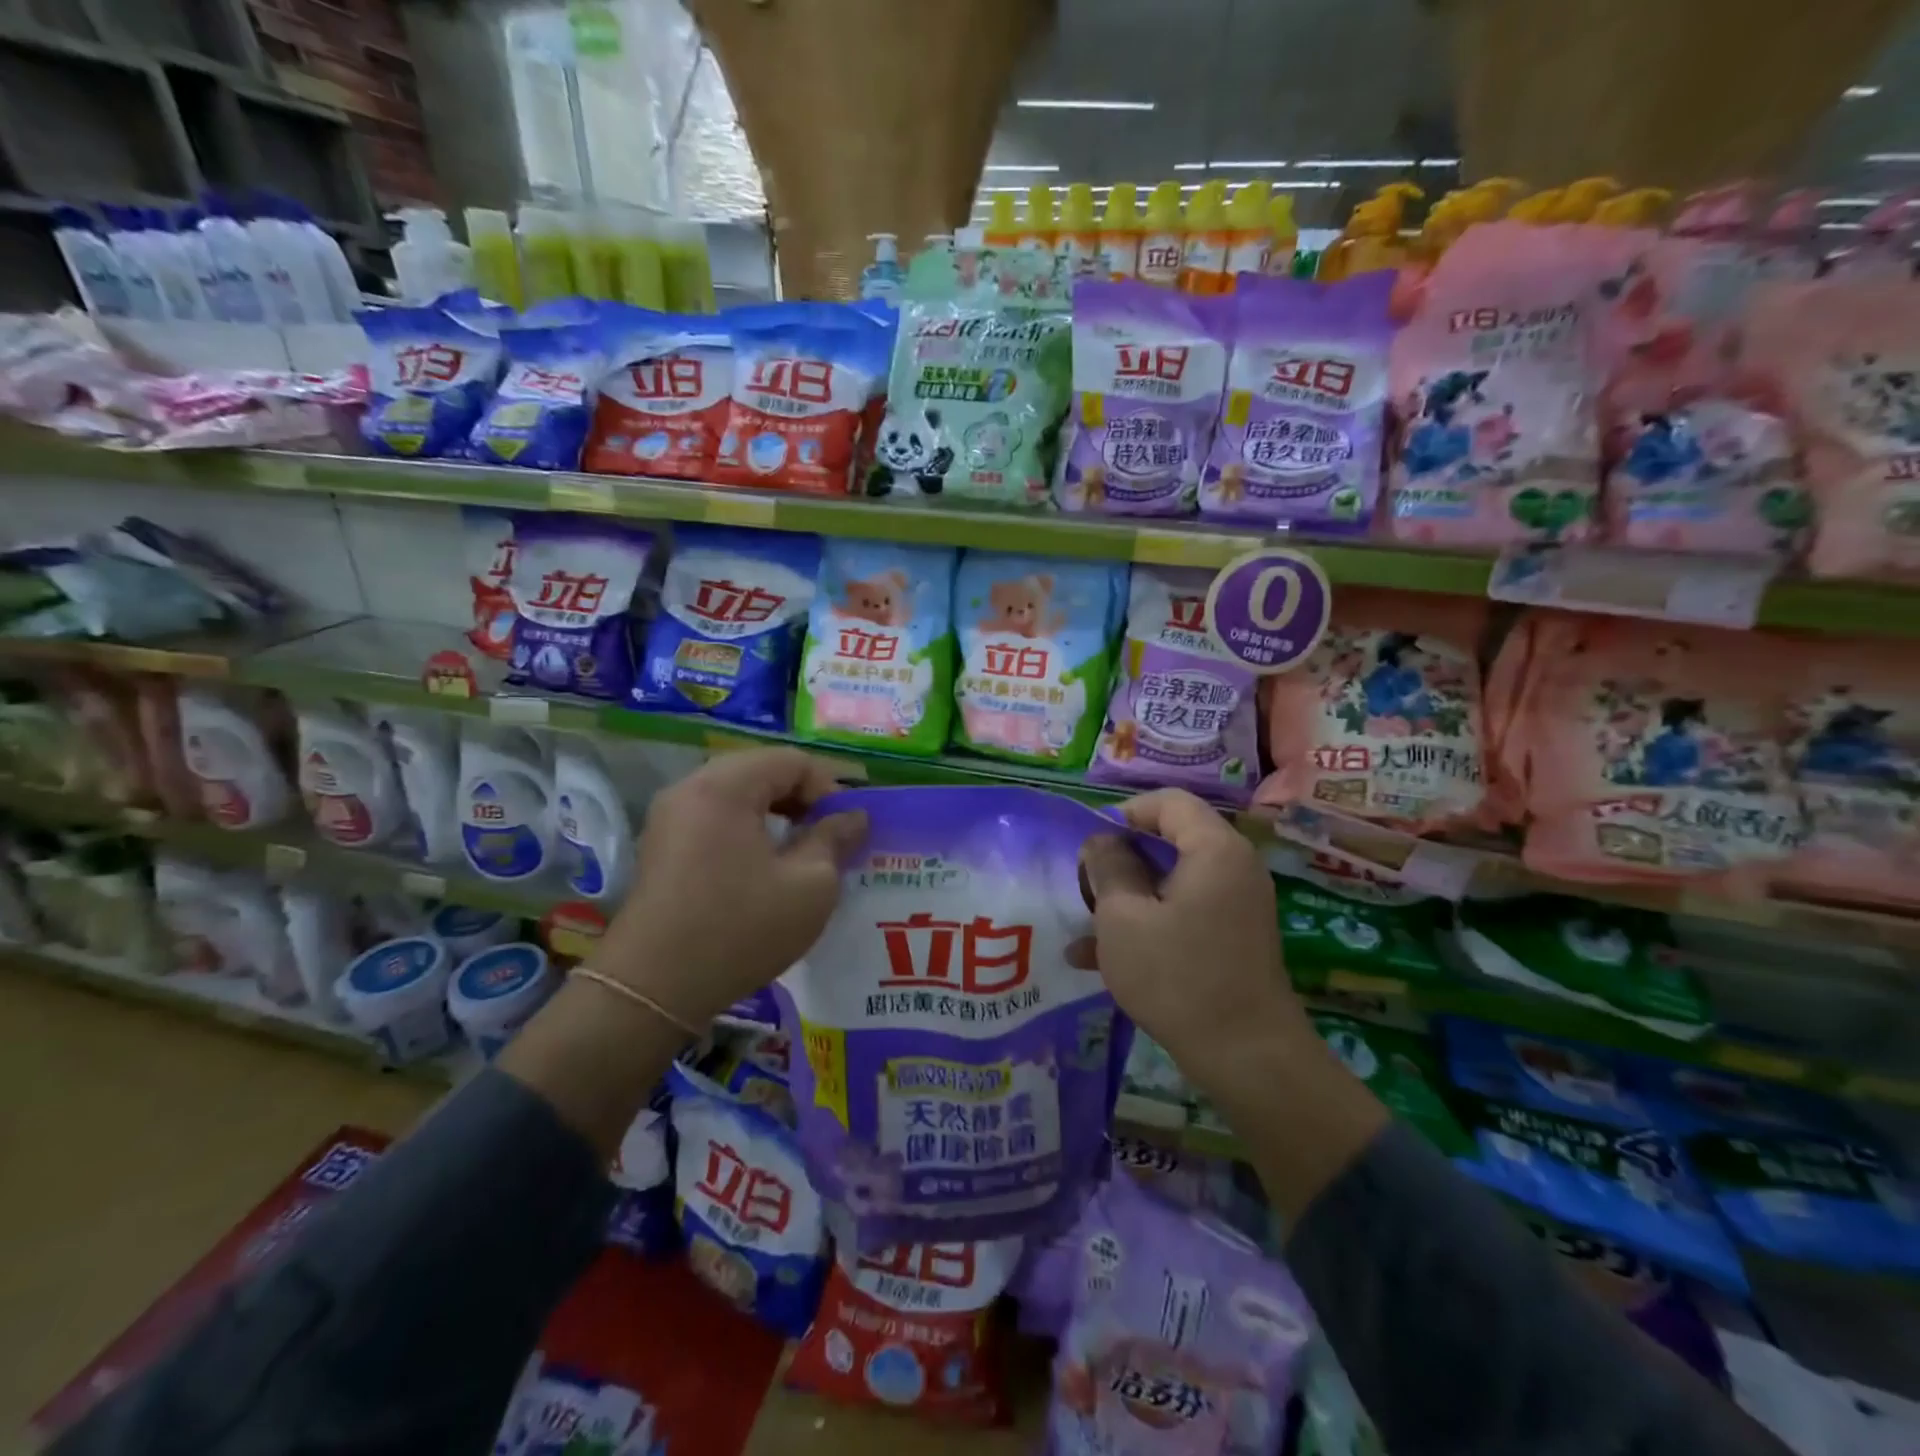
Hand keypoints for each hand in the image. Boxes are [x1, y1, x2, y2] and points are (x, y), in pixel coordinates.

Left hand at [593, 748, 866, 1025]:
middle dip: (802, 799)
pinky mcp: (660, 845)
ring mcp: (669, 816)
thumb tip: (853, 816)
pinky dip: (746, 829)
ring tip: (800, 852)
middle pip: (761, 771)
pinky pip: (714, 817)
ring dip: (775, 814)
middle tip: (828, 837)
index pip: (792, 761)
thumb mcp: (809, 886)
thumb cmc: (741, 929)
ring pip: (737, 794)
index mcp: (725, 786)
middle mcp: (691, 788)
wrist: (654, 988)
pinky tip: (762, 867)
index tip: (846, 829)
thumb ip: (835, 840)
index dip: (829, 788)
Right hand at [1079, 790, 1310, 1091]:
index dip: (1124, 813)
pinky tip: (1100, 960)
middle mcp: (1234, 867)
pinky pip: (1184, 913)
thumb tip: (1102, 841)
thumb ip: (1108, 867)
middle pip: (1170, 840)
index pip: (1168, 801)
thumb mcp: (1123, 918)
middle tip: (1085, 887)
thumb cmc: (1178, 976)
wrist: (1248, 1058)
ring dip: (1127, 897)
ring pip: (1171, 881)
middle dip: (1120, 860)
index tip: (1090, 846)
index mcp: (1214, 849)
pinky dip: (1148, 924)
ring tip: (1085, 925)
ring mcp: (1237, 905)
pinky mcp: (1233, 938)